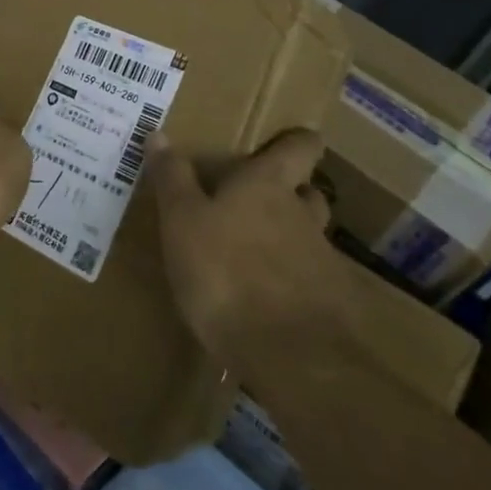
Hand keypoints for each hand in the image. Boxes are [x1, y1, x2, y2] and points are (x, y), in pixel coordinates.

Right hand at [149, 129, 341, 362]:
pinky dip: (294, 283)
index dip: (298, 140)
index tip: (289, 140)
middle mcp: (302, 215)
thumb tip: (159, 133)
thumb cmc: (225, 272)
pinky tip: (269, 302)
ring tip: (258, 253)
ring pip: (310, 237)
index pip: (300, 147)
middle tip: (260, 200)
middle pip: (309, 192)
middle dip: (291, 192)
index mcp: (267, 185)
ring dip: (291, 239)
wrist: (289, 355)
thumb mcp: (181, 222)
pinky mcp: (331, 305)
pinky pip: (313, 281)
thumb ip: (173, 179)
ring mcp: (322, 261)